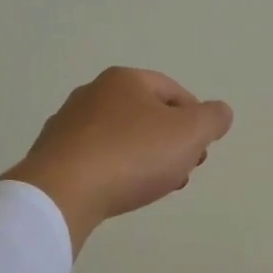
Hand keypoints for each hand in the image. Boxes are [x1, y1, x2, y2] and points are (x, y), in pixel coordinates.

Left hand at [1, 67, 234, 254]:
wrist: (63, 192)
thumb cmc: (132, 155)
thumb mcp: (190, 133)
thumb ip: (212, 119)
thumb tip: (220, 112)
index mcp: (125, 80)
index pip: (172, 92)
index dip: (195, 119)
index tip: (202, 149)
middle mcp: (92, 93)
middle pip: (146, 115)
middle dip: (171, 142)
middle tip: (183, 170)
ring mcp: (68, 124)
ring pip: (122, 138)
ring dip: (145, 159)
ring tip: (155, 186)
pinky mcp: (53, 155)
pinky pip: (97, 159)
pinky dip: (115, 171)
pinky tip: (121, 192)